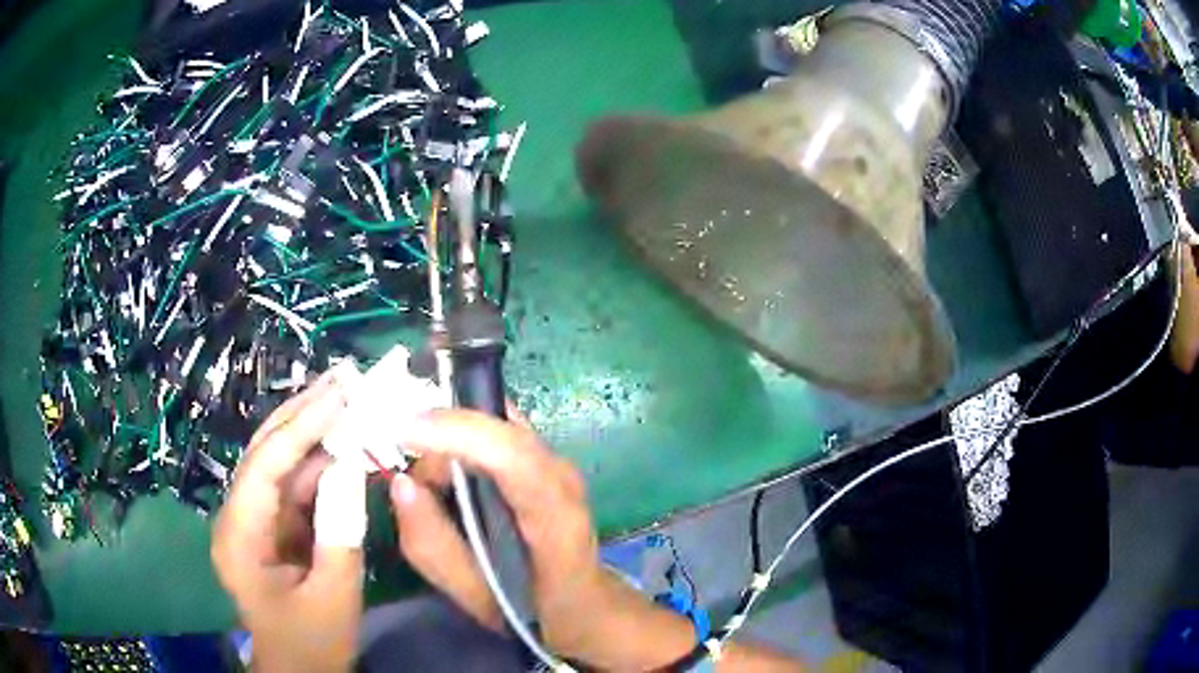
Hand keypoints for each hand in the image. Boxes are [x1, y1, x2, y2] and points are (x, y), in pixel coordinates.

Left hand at [212, 369, 362, 672]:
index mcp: (240, 537)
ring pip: (281, 463)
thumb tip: (351, 470)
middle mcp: (239, 517)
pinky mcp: (272, 526)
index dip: (301, 426)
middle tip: (343, 378)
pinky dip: (321, 464)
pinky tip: (345, 443)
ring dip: (314, 433)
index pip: (264, 466)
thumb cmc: (312, 644)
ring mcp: (254, 519)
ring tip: (348, 398)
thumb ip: (341, 534)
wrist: (300, 671)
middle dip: (303, 413)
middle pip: (266, 452)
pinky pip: (295, 486)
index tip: (339, 393)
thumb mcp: (334, 598)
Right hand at [389, 407, 698, 669]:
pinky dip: (463, 446)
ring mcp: (558, 462)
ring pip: (494, 424)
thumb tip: (401, 483)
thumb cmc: (536, 610)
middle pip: (498, 431)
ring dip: (452, 448)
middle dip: (442, 444)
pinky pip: (496, 433)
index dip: (458, 433)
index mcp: (556, 521)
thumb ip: (434, 547)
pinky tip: (456, 487)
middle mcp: (563, 478)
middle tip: (418, 491)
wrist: (587, 604)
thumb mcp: (476, 597)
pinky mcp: (546, 457)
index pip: (514, 458)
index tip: (403, 431)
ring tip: (440, 501)